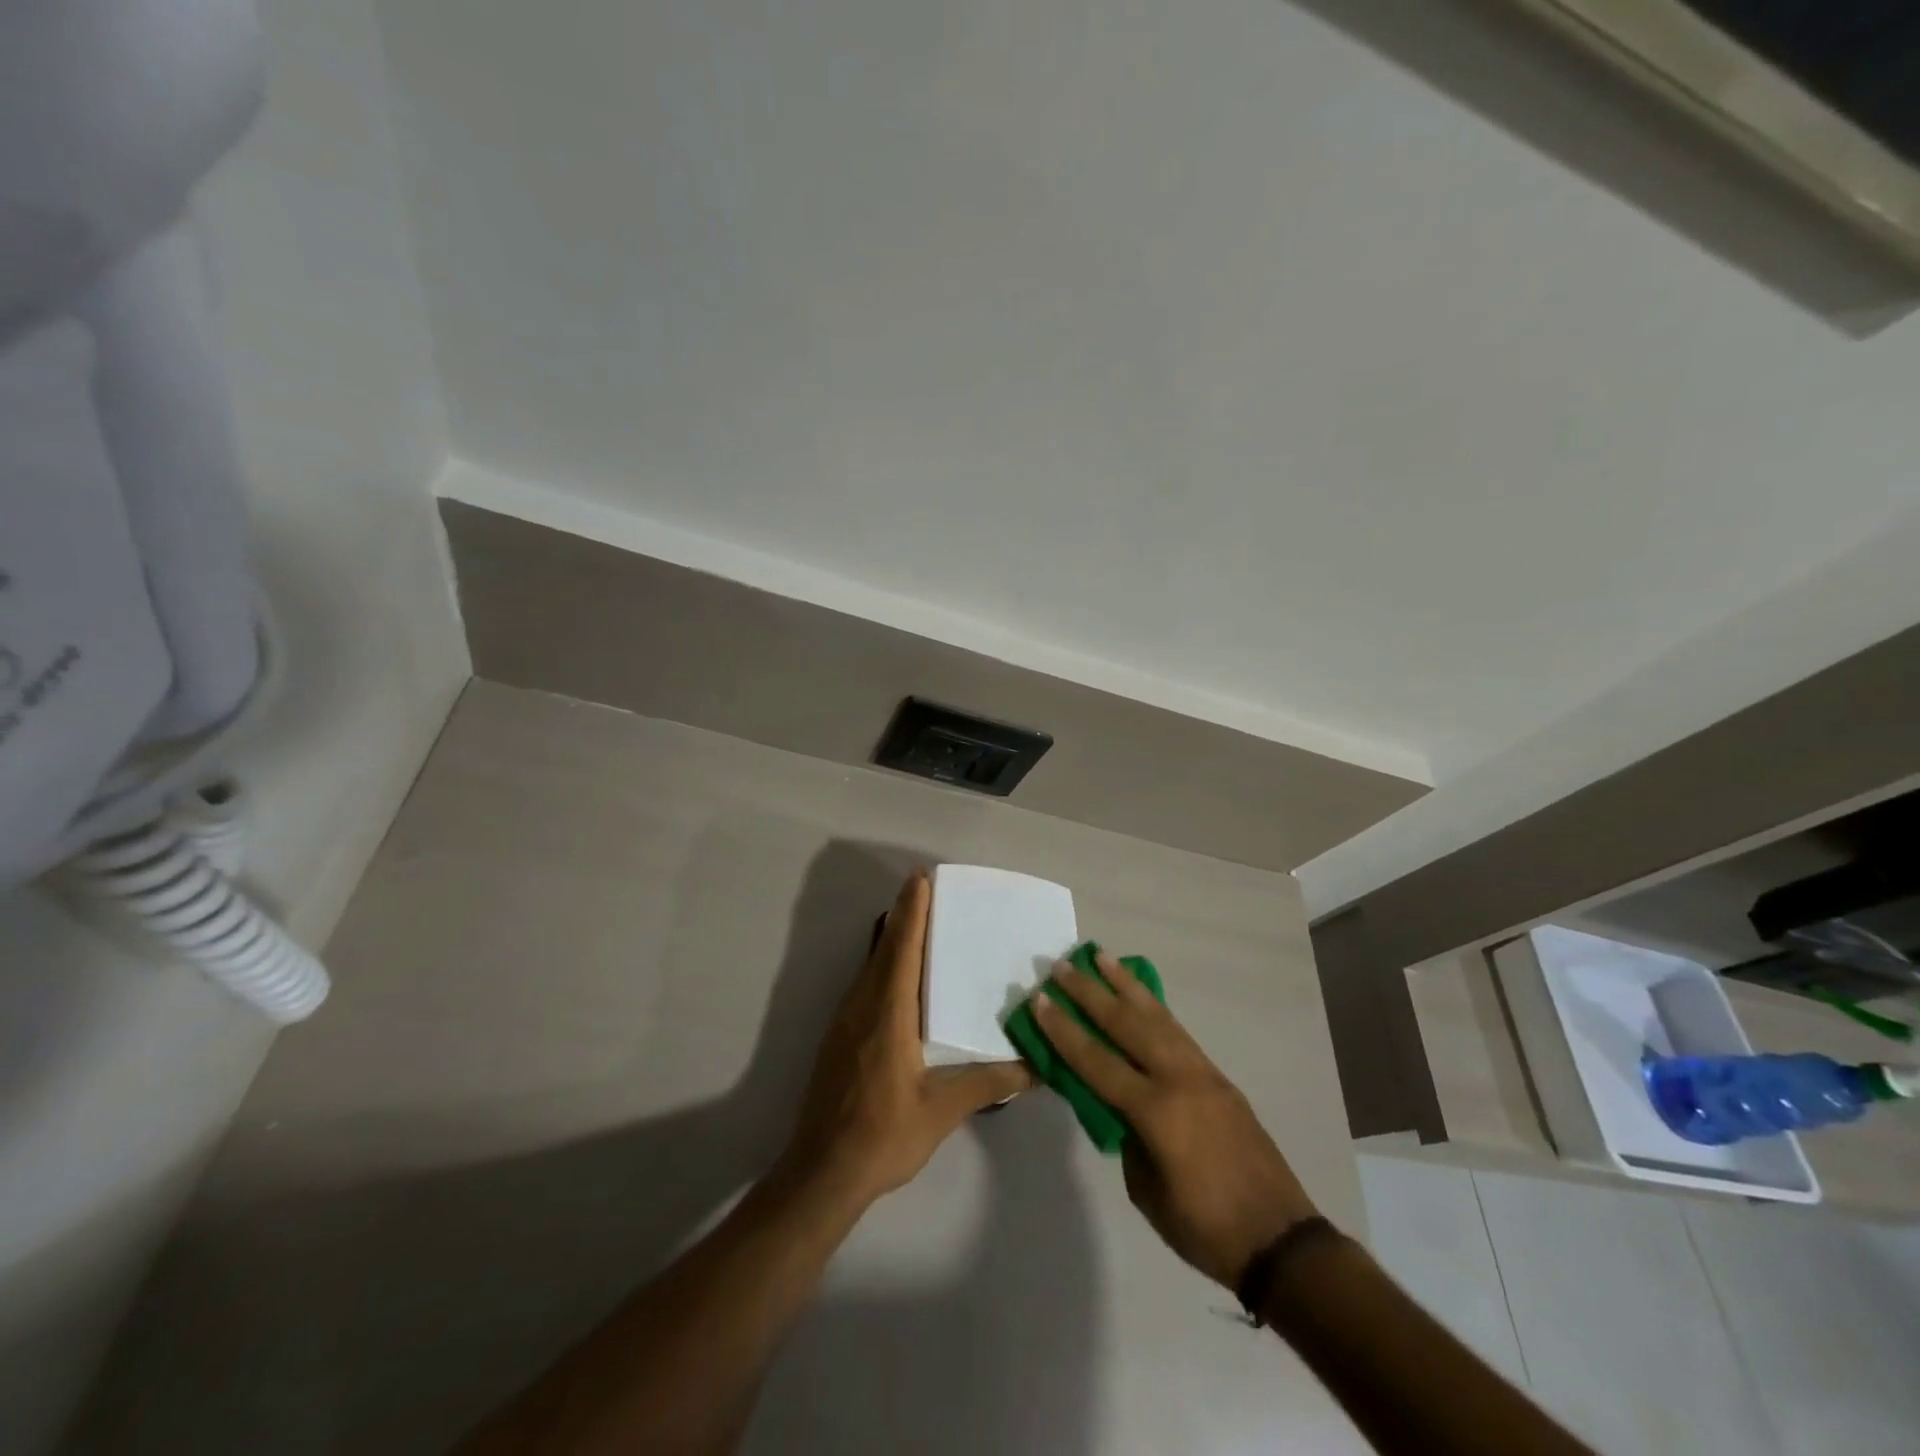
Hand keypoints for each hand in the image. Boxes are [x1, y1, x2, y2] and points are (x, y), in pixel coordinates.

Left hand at [783, 872, 1032, 1206]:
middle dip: (903, 915)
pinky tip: (898, 976)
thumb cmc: (882, 1136)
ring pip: (870, 965)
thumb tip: (1037, 1067)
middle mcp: (863, 1006)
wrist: (821, 1172)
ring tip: (917, 922)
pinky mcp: (839, 1036)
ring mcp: (846, 1020)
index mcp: (888, 1014)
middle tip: (924, 888)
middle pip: (884, 948)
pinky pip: (864, 984)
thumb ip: (987, 1084)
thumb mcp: (941, 1111)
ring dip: (892, 938)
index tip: (920, 878)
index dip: (912, 911)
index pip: (902, 949)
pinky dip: (882, 964)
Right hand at [1033, 956, 1318, 1289]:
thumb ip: (1125, 1136)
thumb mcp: (1147, 1190)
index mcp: (1156, 1112)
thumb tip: (1114, 1104)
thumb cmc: (1205, 1228)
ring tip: (1101, 957)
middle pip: (1126, 1024)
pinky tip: (1141, 996)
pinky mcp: (1218, 1076)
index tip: (1040, 1000)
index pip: (1097, 1061)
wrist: (1280, 1240)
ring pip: (1156, 1017)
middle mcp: (1178, 1079)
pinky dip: (1154, 1007)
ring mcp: (1202, 1073)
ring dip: (1125, 985)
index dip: (1064, 1031)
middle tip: (1062, 965)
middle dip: (1090, 992)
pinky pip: (1177, 1031)